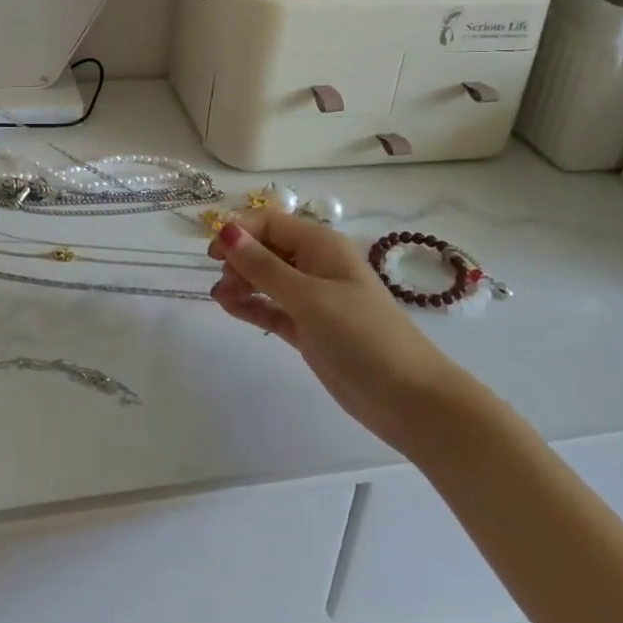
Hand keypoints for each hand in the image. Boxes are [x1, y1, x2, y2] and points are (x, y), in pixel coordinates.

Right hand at [210, 210, 468, 451]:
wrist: (409, 399)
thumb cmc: (361, 335)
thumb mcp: (308, 296)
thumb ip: (264, 266)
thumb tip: (226, 229)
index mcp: (320, 245)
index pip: (270, 222)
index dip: (239, 231)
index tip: (213, 252)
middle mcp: (315, 265)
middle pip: (266, 249)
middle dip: (239, 259)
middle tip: (223, 283)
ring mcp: (312, 298)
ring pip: (266, 279)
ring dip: (241, 283)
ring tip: (221, 299)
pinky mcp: (308, 328)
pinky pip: (271, 307)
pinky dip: (251, 306)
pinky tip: (230, 308)